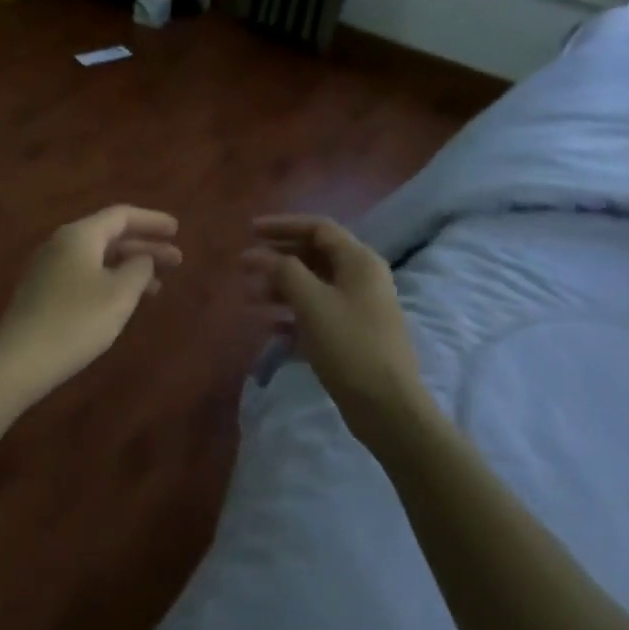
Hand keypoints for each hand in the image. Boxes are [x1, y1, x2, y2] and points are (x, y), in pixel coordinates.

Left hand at [0, 205, 181, 403]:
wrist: (20, 360)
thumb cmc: (76, 321)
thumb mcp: (119, 294)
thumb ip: (139, 269)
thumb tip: (141, 258)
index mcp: (79, 235)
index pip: (121, 215)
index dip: (152, 221)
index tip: (177, 230)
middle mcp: (61, 244)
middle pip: (110, 236)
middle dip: (145, 247)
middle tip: (177, 261)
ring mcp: (48, 268)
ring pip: (97, 258)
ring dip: (129, 268)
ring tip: (157, 288)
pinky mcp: (42, 293)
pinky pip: (84, 275)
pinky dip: (110, 281)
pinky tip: (123, 301)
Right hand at [243, 215, 430, 438]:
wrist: (385, 404)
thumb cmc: (349, 345)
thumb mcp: (312, 303)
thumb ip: (284, 271)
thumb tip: (259, 255)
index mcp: (359, 261)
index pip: (318, 228)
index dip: (282, 225)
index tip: (249, 231)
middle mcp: (361, 277)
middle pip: (314, 255)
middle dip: (276, 258)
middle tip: (243, 265)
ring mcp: (357, 307)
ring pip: (312, 285)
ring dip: (279, 286)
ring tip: (248, 297)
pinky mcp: (351, 333)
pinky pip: (316, 311)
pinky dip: (291, 312)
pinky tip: (268, 324)